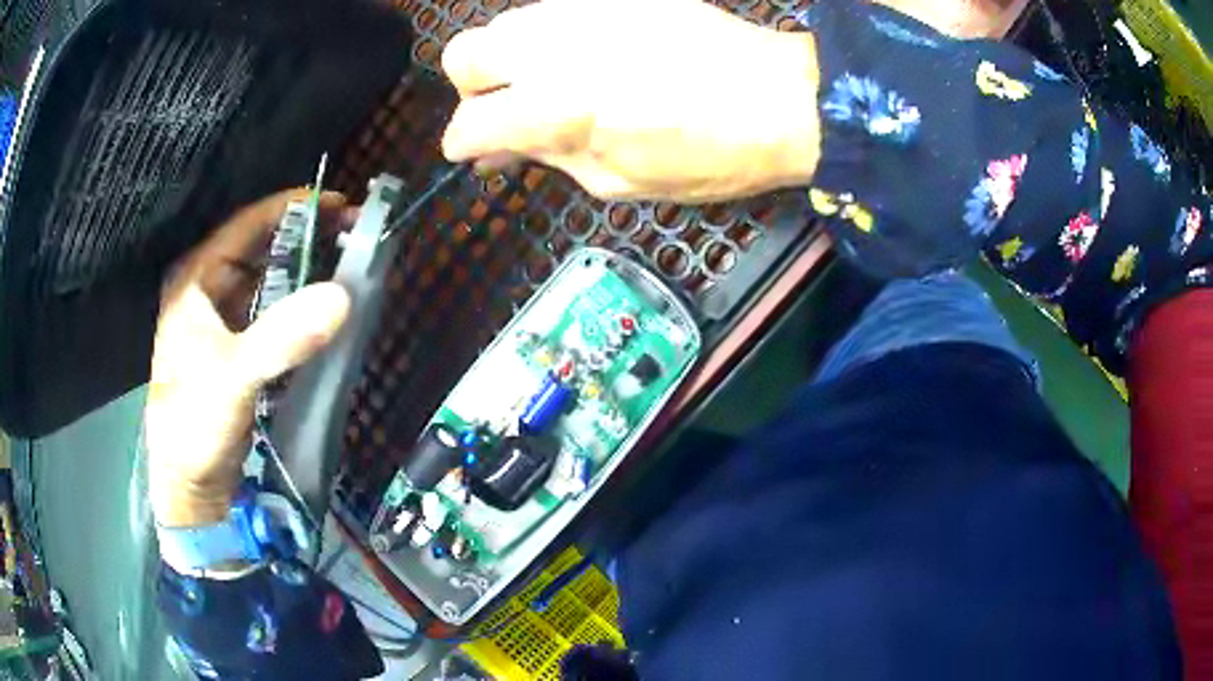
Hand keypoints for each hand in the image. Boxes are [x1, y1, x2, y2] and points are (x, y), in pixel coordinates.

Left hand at [145, 191, 351, 527]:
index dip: (292, 208)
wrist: (189, 483)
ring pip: (267, 280)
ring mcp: (221, 321)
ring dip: (302, 270)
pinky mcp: (235, 349)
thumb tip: (343, 296)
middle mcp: (207, 291)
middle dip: (304, 237)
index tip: (338, 203)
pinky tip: (321, 307)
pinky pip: (270, 313)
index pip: (247, 225)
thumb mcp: (234, 376)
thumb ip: (283, 336)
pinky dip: (296, 305)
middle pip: (260, 248)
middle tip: (350, 233)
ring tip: (343, 263)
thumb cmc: (195, 423)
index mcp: (197, 280)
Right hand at [441, 0, 820, 202]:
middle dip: (472, 87)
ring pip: (505, 24)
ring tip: (552, 82)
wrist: (780, 97)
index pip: (469, 123)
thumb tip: (501, 153)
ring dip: (511, 57)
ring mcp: (584, 10)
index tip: (477, 153)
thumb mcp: (621, 182)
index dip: (464, 145)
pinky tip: (590, 55)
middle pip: (464, 54)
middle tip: (507, 108)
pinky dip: (554, 37)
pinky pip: (556, 10)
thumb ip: (551, 160)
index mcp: (556, 108)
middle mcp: (555, 48)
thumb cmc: (710, 156)